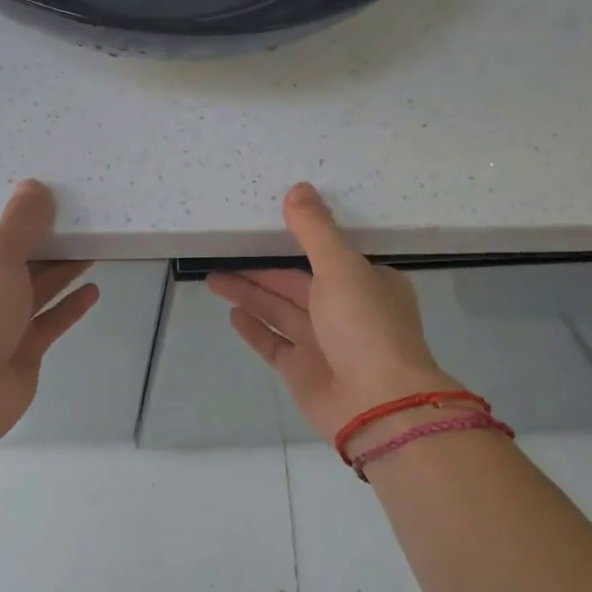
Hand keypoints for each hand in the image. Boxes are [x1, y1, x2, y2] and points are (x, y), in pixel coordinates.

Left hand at [0, 180, 99, 444]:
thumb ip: (19, 223)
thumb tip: (34, 186)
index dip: (9, 214)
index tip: (40, 196)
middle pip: (12, 260)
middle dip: (43, 242)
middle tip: (78, 220)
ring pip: (33, 290)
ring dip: (60, 271)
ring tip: (93, 248)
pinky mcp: (19, 350)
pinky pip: (48, 321)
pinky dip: (68, 306)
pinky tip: (93, 290)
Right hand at [208, 183, 462, 445]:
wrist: (378, 403)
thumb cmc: (365, 326)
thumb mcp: (341, 267)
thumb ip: (315, 230)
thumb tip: (298, 188)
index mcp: (367, 283)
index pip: (326, 257)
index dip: (295, 243)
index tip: (265, 230)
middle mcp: (347, 311)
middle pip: (295, 285)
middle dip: (260, 272)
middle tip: (222, 255)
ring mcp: (324, 344)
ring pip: (280, 312)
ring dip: (250, 296)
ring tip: (214, 279)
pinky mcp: (304, 372)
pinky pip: (274, 343)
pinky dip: (255, 329)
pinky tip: (233, 314)